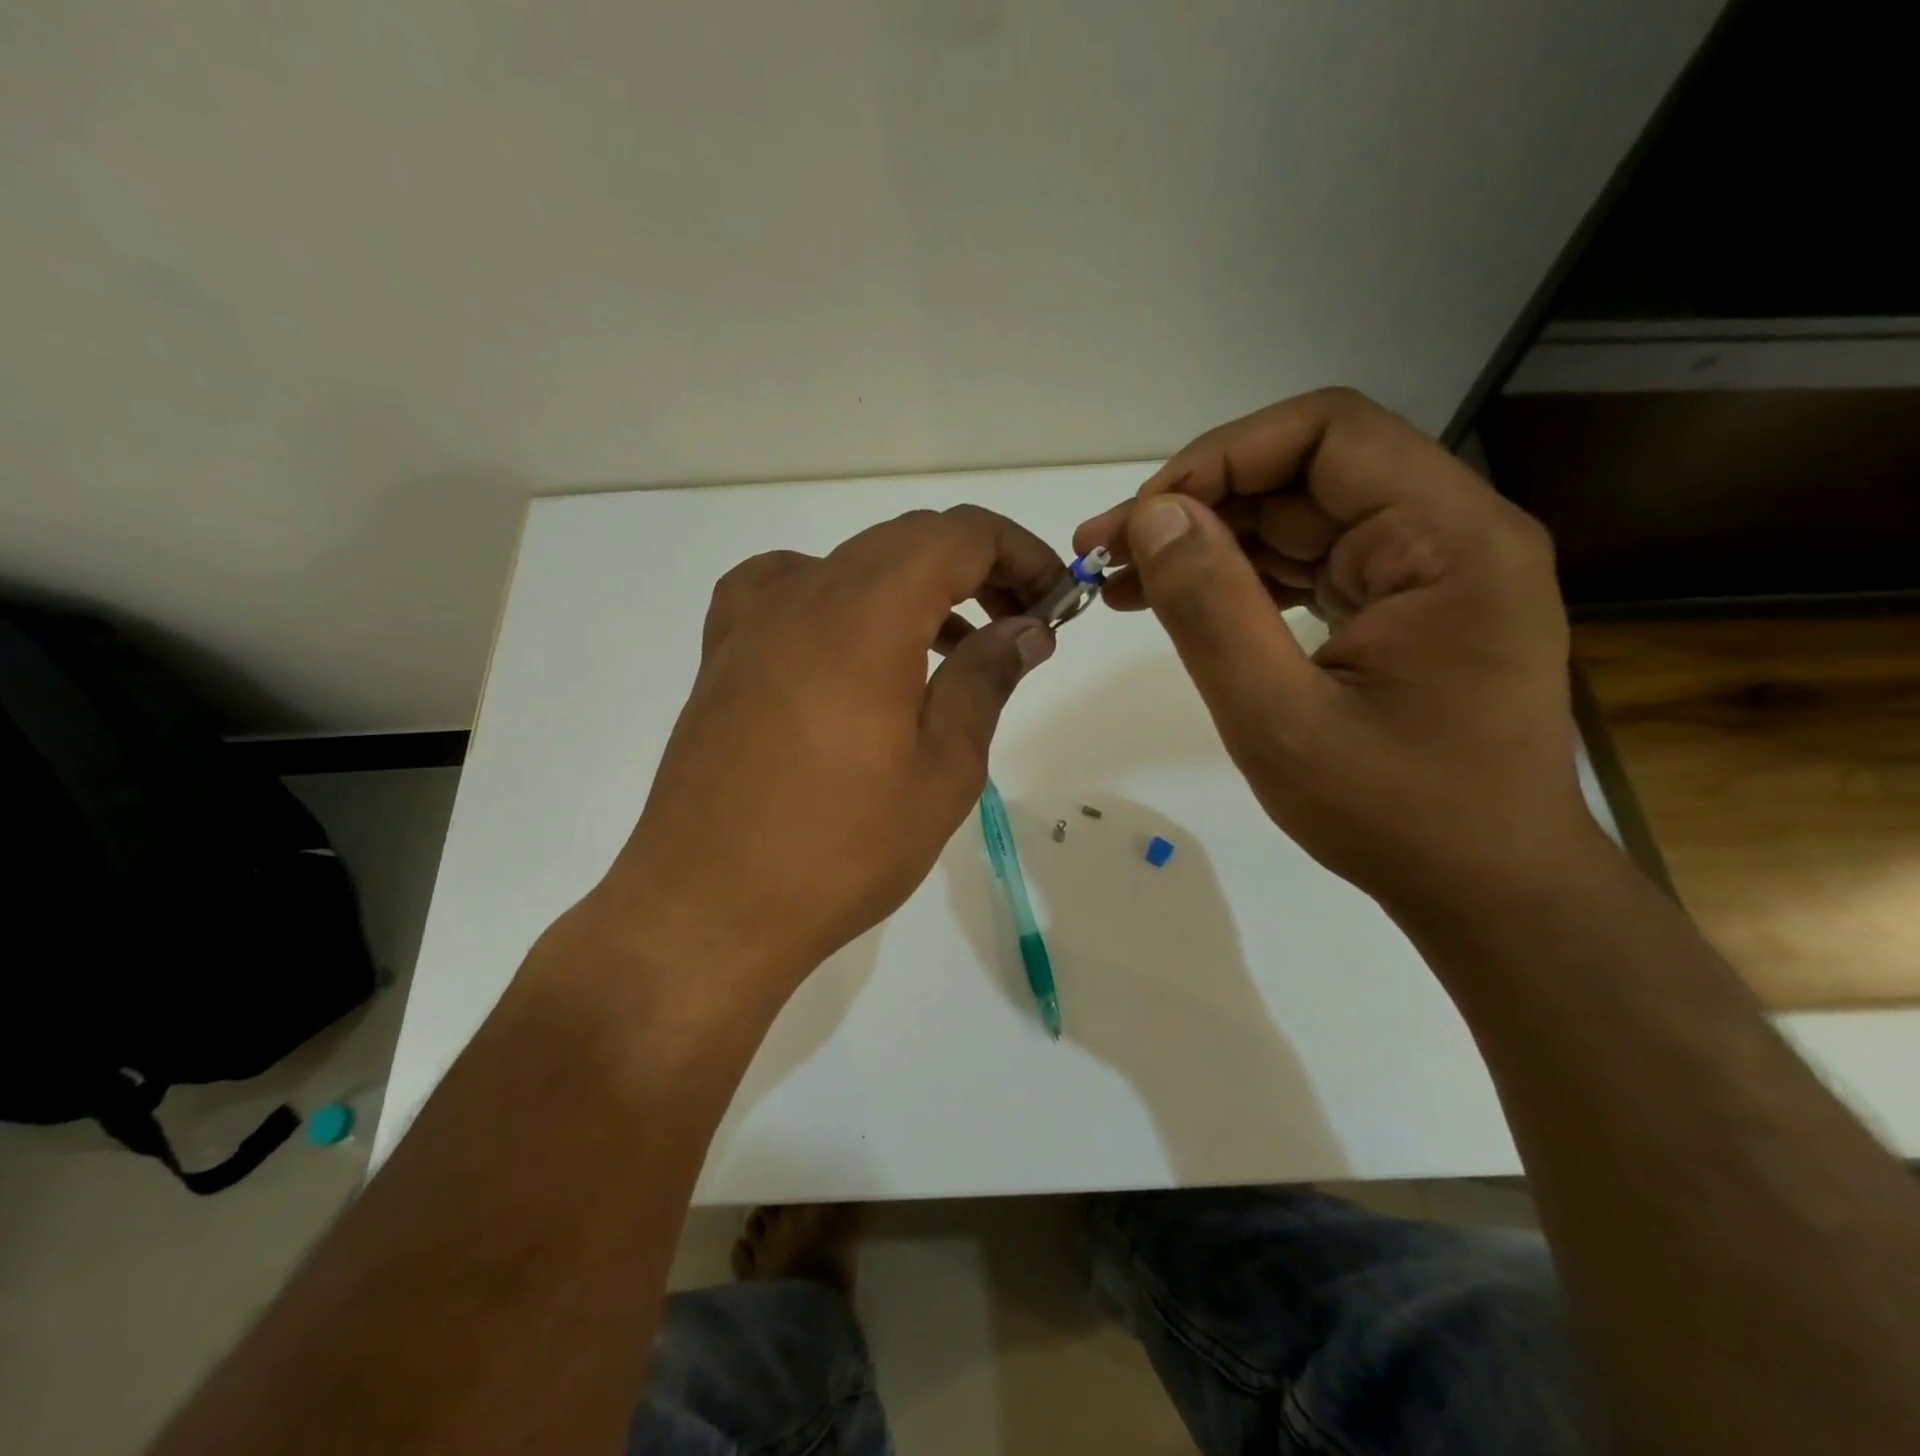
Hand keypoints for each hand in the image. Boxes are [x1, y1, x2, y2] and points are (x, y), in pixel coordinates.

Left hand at [597, 506, 1063, 999]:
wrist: (708, 909)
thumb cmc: (841, 849)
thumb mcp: (943, 770)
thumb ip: (985, 680)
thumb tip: (1026, 630)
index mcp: (865, 613)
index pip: (958, 535)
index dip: (1019, 553)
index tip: (1055, 602)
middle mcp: (802, 594)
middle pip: (906, 541)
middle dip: (976, 570)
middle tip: (1017, 629)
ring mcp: (752, 621)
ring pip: (852, 565)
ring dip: (916, 589)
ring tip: (954, 651)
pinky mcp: (723, 655)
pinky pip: (789, 591)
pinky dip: (844, 602)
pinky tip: (855, 653)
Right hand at [1074, 388, 1590, 910]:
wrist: (1486, 889)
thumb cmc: (1394, 816)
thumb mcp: (1280, 719)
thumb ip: (1212, 610)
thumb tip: (1153, 517)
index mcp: (1450, 541)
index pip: (1328, 433)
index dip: (1220, 457)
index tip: (1139, 518)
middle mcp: (1452, 534)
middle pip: (1307, 473)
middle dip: (1198, 505)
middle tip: (1104, 556)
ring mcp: (1431, 570)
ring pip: (1300, 517)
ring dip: (1210, 542)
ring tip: (1123, 584)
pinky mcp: (1406, 606)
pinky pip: (1311, 564)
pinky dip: (1241, 578)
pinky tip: (1180, 602)